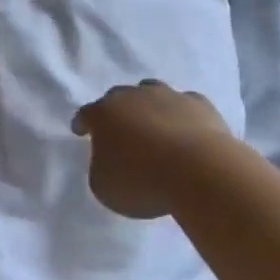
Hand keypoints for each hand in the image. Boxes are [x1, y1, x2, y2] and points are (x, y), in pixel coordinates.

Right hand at [71, 80, 232, 218]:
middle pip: (118, 97)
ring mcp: (168, 96)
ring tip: (154, 126)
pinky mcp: (199, 104)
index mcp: (104, 114)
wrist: (198, 170)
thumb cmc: (142, 181)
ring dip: (149, 106)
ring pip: (152, 92)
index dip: (82, 123)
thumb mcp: (104, 186)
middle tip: (120, 131)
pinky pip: (185, 105)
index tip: (80, 130)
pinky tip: (187, 132)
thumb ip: (100, 168)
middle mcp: (133, 96)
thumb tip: (109, 160)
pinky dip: (182, 116)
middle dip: (116, 112)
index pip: (86, 114)